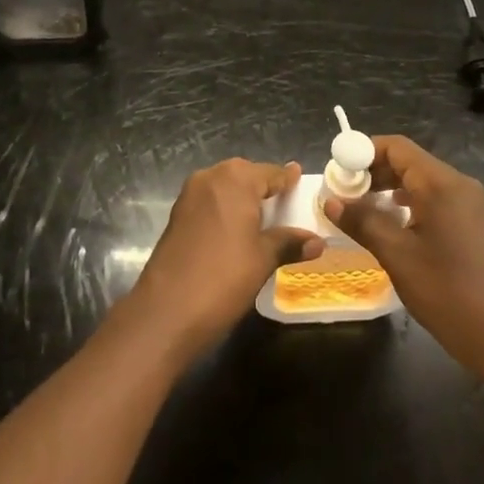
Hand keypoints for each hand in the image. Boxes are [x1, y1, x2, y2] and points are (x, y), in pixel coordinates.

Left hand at [124, 159, 323, 360]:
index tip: (299, 177)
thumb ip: (289, 243)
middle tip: (284, 202)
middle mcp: (210, 177)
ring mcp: (189, 195)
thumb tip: (317, 242)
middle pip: (245, 175)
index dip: (287, 178)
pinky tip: (236, 230)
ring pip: (224, 188)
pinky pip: (209, 202)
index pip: (270, 173)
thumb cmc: (223, 277)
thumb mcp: (263, 259)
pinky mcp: (177, 215)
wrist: (166, 311)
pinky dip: (225, 209)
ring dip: (242, 199)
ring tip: (263, 218)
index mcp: (236, 179)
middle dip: (263, 187)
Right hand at [327, 136, 483, 391]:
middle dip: (373, 171)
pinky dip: (407, 201)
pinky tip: (389, 220)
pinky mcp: (469, 220)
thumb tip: (330, 201)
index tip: (338, 170)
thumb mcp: (396, 254)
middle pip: (408, 160)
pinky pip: (432, 196)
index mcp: (441, 183)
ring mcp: (467, 201)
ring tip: (359, 206)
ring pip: (420, 179)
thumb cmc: (444, 290)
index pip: (396, 147)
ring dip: (388, 187)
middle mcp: (457, 183)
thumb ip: (362, 221)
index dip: (364, 152)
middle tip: (343, 191)